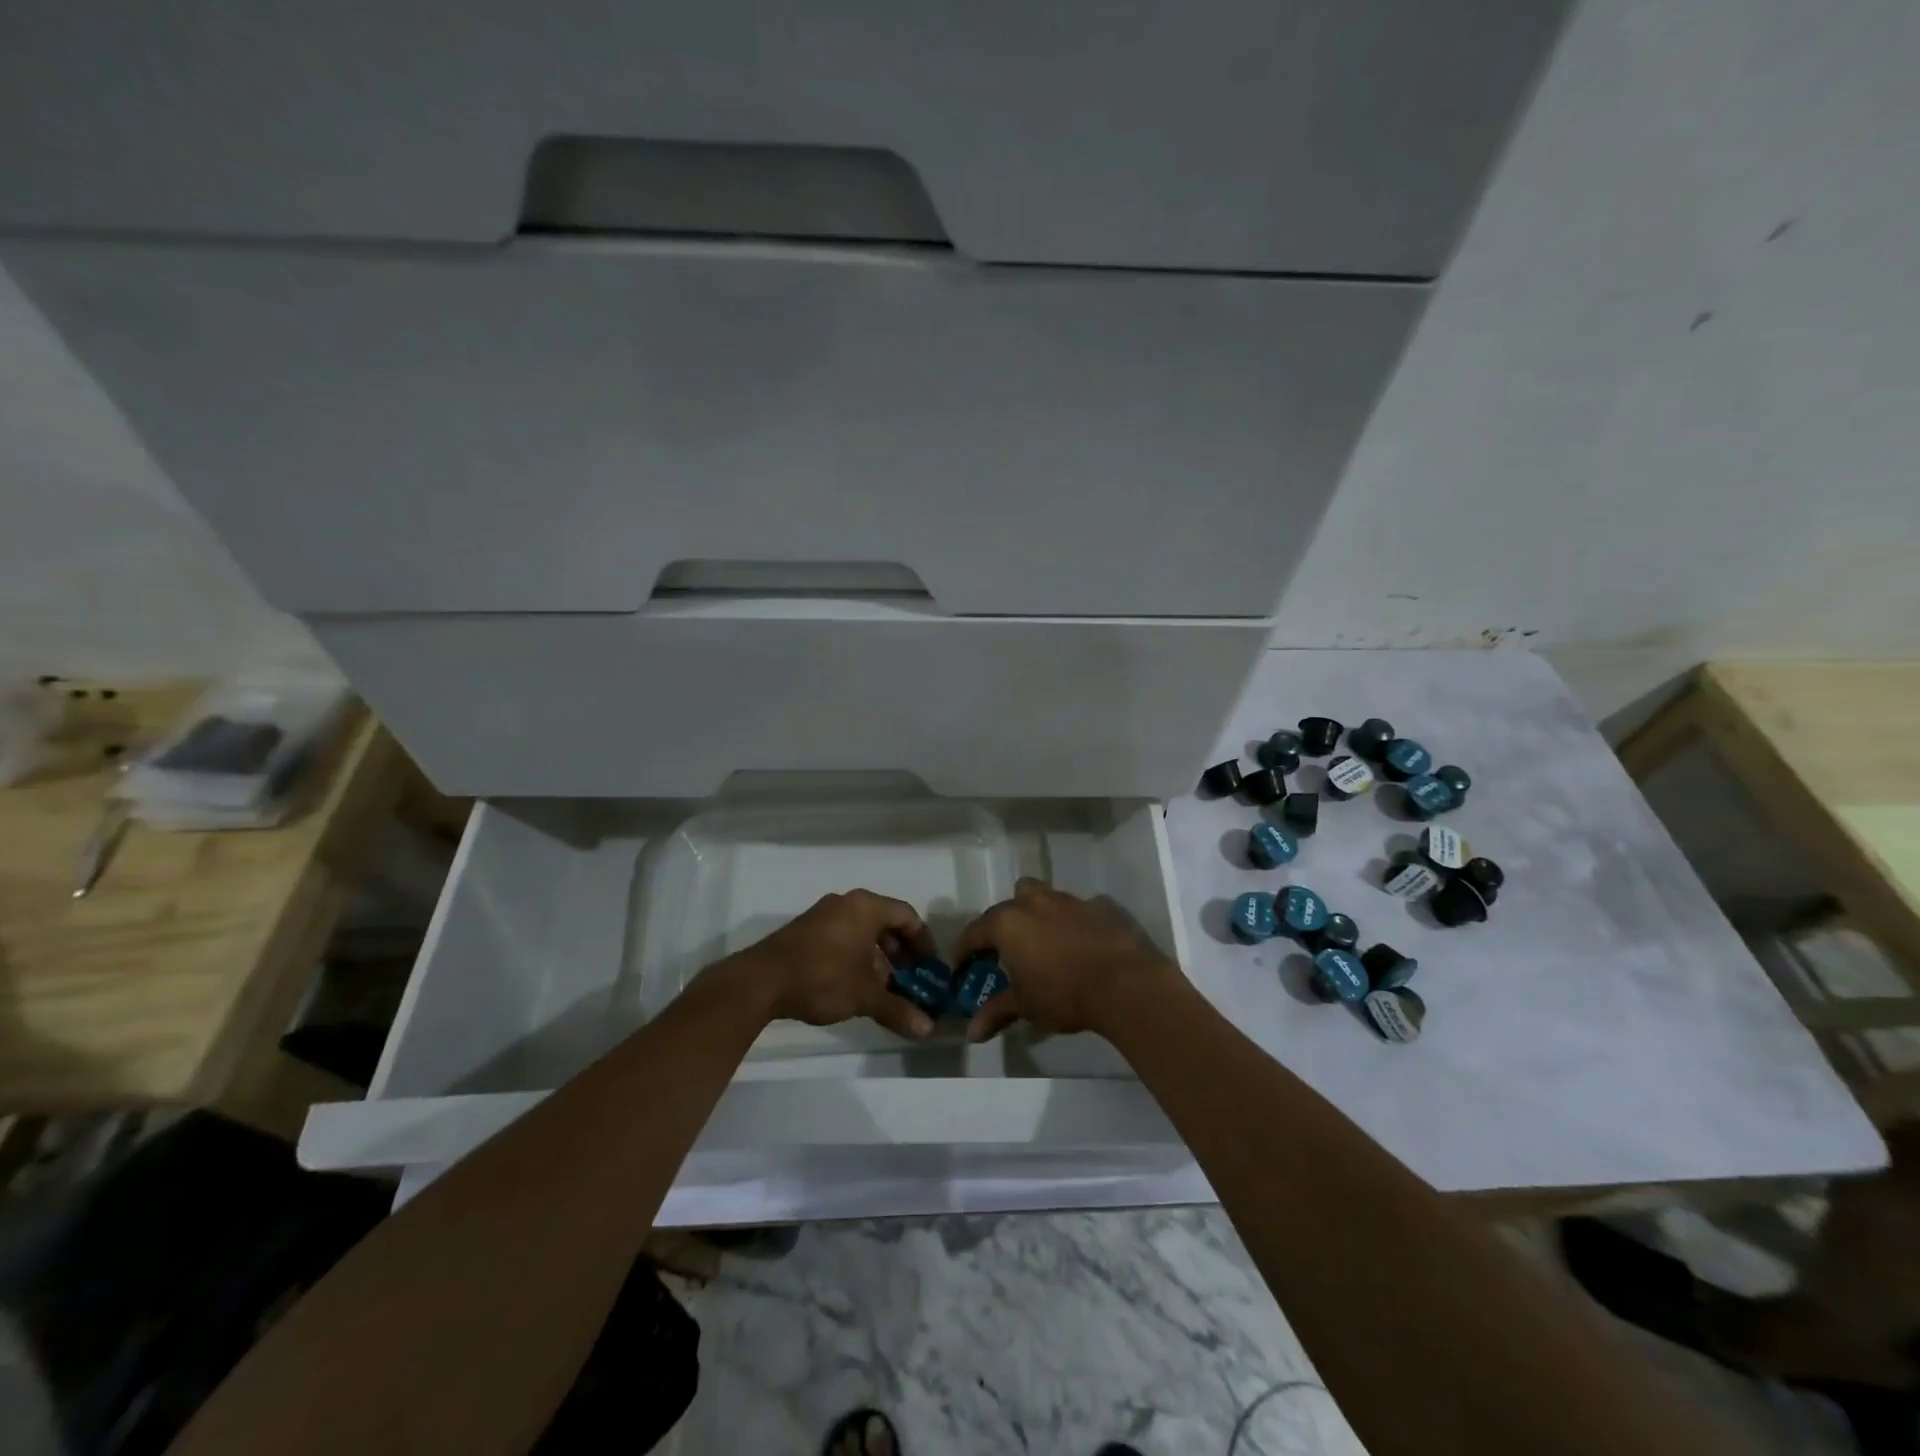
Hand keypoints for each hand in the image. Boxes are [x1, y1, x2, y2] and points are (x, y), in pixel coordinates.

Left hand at [718, 889, 939, 1039]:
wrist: (760, 981)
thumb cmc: (823, 977)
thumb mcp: (865, 996)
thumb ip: (898, 1009)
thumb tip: (927, 1029)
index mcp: (866, 907)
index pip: (907, 916)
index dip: (923, 942)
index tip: (930, 967)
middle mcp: (846, 903)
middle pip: (885, 922)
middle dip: (901, 953)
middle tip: (910, 979)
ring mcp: (822, 915)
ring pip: (862, 931)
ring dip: (878, 958)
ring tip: (884, 989)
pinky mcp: (805, 931)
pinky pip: (842, 937)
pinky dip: (856, 956)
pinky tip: (854, 986)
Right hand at [951, 878, 1179, 1042]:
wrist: (1124, 984)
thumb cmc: (1063, 994)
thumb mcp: (1025, 1006)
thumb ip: (996, 1013)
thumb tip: (972, 1033)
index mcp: (1008, 922)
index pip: (975, 932)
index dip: (964, 949)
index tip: (960, 965)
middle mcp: (1034, 902)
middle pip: (1008, 904)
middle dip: (1002, 924)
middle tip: (1004, 951)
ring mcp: (1068, 900)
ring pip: (1042, 897)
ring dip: (1035, 915)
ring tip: (1041, 942)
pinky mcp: (1098, 906)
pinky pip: (1075, 909)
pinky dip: (1070, 922)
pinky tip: (1077, 943)